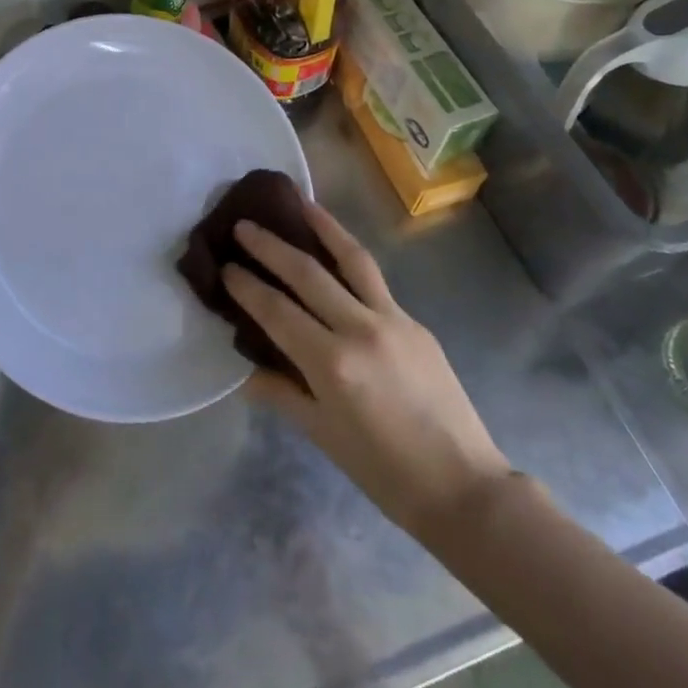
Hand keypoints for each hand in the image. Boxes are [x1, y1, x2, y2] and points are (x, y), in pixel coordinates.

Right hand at [225, 203, 512, 537]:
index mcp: (331, 364)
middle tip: (244, 224)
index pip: (276, 311)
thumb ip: (281, 393)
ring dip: (323, 226)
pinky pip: (375, 279)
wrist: (462, 486)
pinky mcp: (415, 321)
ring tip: (300, 201)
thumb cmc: (383, 472)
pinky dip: (350, 257)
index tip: (225, 264)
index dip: (246, 286)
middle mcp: (360, 329)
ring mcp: (393, 319)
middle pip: (307, 273)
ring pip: (352, 259)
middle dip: (271, 245)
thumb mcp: (322, 435)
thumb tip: (245, 370)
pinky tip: (338, 249)